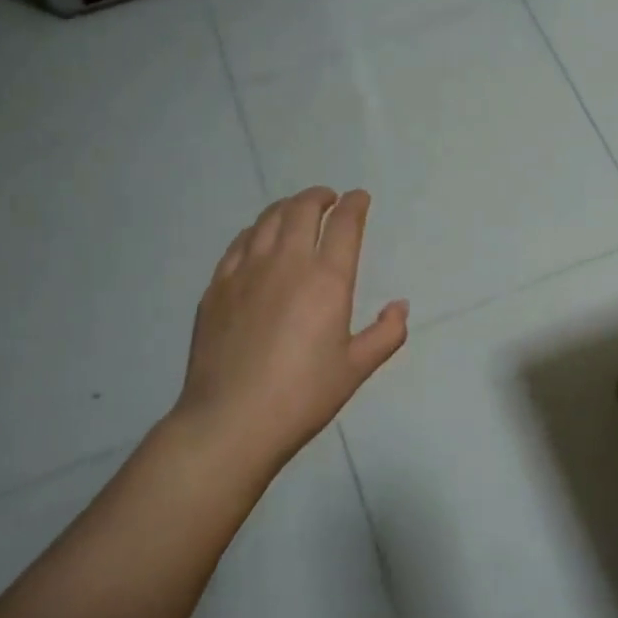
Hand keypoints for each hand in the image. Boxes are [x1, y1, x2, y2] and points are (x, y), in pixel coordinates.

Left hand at [171, 187, 408, 476]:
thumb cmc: (303, 396)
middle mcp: (286, 263)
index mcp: (327, 280)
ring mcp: (245, 272)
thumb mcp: (356, 368)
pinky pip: (238, 243)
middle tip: (329, 198)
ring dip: (287, 207)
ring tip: (296, 209)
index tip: (360, 198)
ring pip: (267, 220)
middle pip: (302, 210)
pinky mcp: (217, 287)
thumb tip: (400, 307)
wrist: (231, 420)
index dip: (355, 205)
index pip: (344, 225)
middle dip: (319, 197)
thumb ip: (386, 333)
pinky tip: (257, 238)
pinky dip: (255, 231)